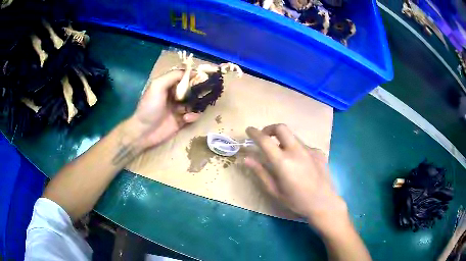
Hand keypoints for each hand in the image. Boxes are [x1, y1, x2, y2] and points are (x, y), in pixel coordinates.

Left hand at [129, 70, 200, 148]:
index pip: (184, 77)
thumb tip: (192, 72)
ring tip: (196, 106)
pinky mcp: (182, 121)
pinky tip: (187, 118)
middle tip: (206, 92)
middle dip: (199, 90)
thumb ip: (173, 76)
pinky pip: (193, 116)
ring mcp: (178, 108)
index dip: (194, 76)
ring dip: (197, 104)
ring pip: (194, 103)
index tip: (204, 77)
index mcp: (168, 85)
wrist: (144, 131)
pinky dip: (193, 116)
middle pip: (191, 89)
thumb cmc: (149, 107)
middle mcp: (174, 95)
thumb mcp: (157, 86)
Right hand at [245, 124, 347, 231]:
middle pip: (281, 128)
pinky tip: (300, 165)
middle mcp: (297, 151)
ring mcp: (310, 150)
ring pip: (293, 137)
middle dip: (270, 128)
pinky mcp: (319, 152)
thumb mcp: (275, 190)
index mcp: (283, 162)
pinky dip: (296, 150)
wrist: (324, 203)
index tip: (248, 130)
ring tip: (282, 155)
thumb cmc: (296, 201)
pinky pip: (303, 146)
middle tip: (265, 137)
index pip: (265, 140)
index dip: (254, 133)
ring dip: (283, 140)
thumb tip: (246, 158)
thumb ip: (260, 172)